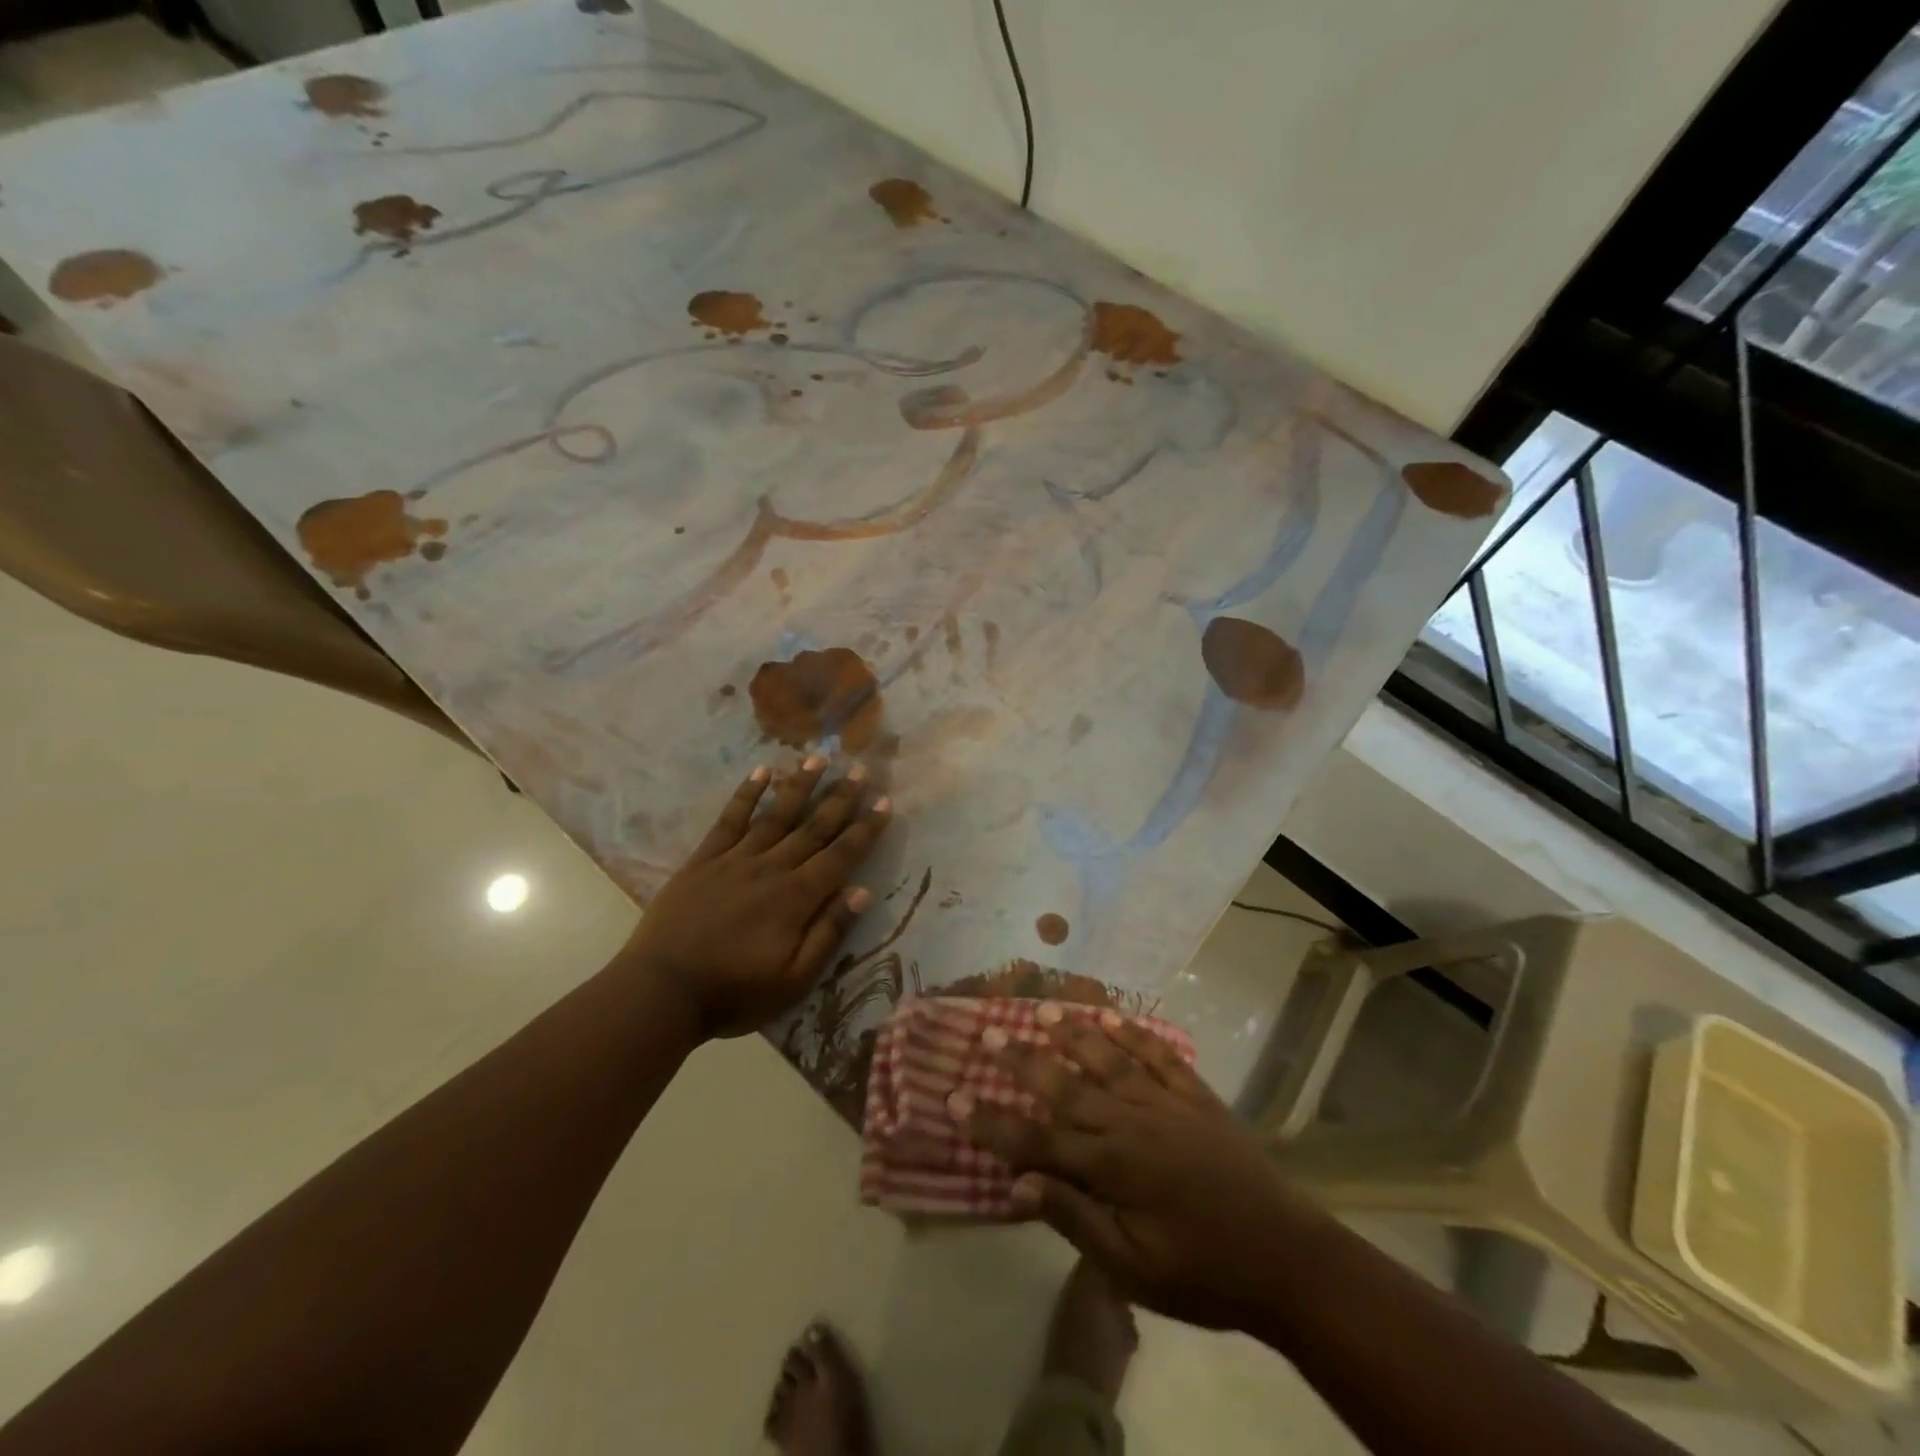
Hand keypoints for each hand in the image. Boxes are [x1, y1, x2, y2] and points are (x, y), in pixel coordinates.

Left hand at [626, 757, 891, 1038]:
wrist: (660, 991)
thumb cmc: (733, 993)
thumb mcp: (793, 980)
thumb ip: (828, 934)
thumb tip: (861, 892)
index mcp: (796, 898)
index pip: (840, 856)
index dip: (865, 829)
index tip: (884, 802)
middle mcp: (771, 868)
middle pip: (813, 827)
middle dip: (840, 798)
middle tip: (860, 769)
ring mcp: (735, 859)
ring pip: (776, 815)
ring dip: (799, 785)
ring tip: (818, 758)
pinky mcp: (704, 859)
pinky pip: (730, 819)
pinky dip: (747, 794)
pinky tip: (761, 772)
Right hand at [959, 1011, 1319, 1331]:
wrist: (1287, 1259)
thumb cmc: (1203, 1274)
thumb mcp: (1132, 1269)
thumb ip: (1075, 1218)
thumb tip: (1018, 1184)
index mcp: (1112, 1167)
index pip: (1037, 1142)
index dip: (992, 1124)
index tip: (952, 1098)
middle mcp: (1131, 1122)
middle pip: (1066, 1087)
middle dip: (1022, 1062)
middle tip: (989, 1034)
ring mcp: (1166, 1103)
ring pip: (1108, 1059)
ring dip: (1072, 1033)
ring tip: (1040, 1008)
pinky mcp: (1196, 1096)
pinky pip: (1158, 1055)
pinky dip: (1133, 1032)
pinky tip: (1111, 1015)